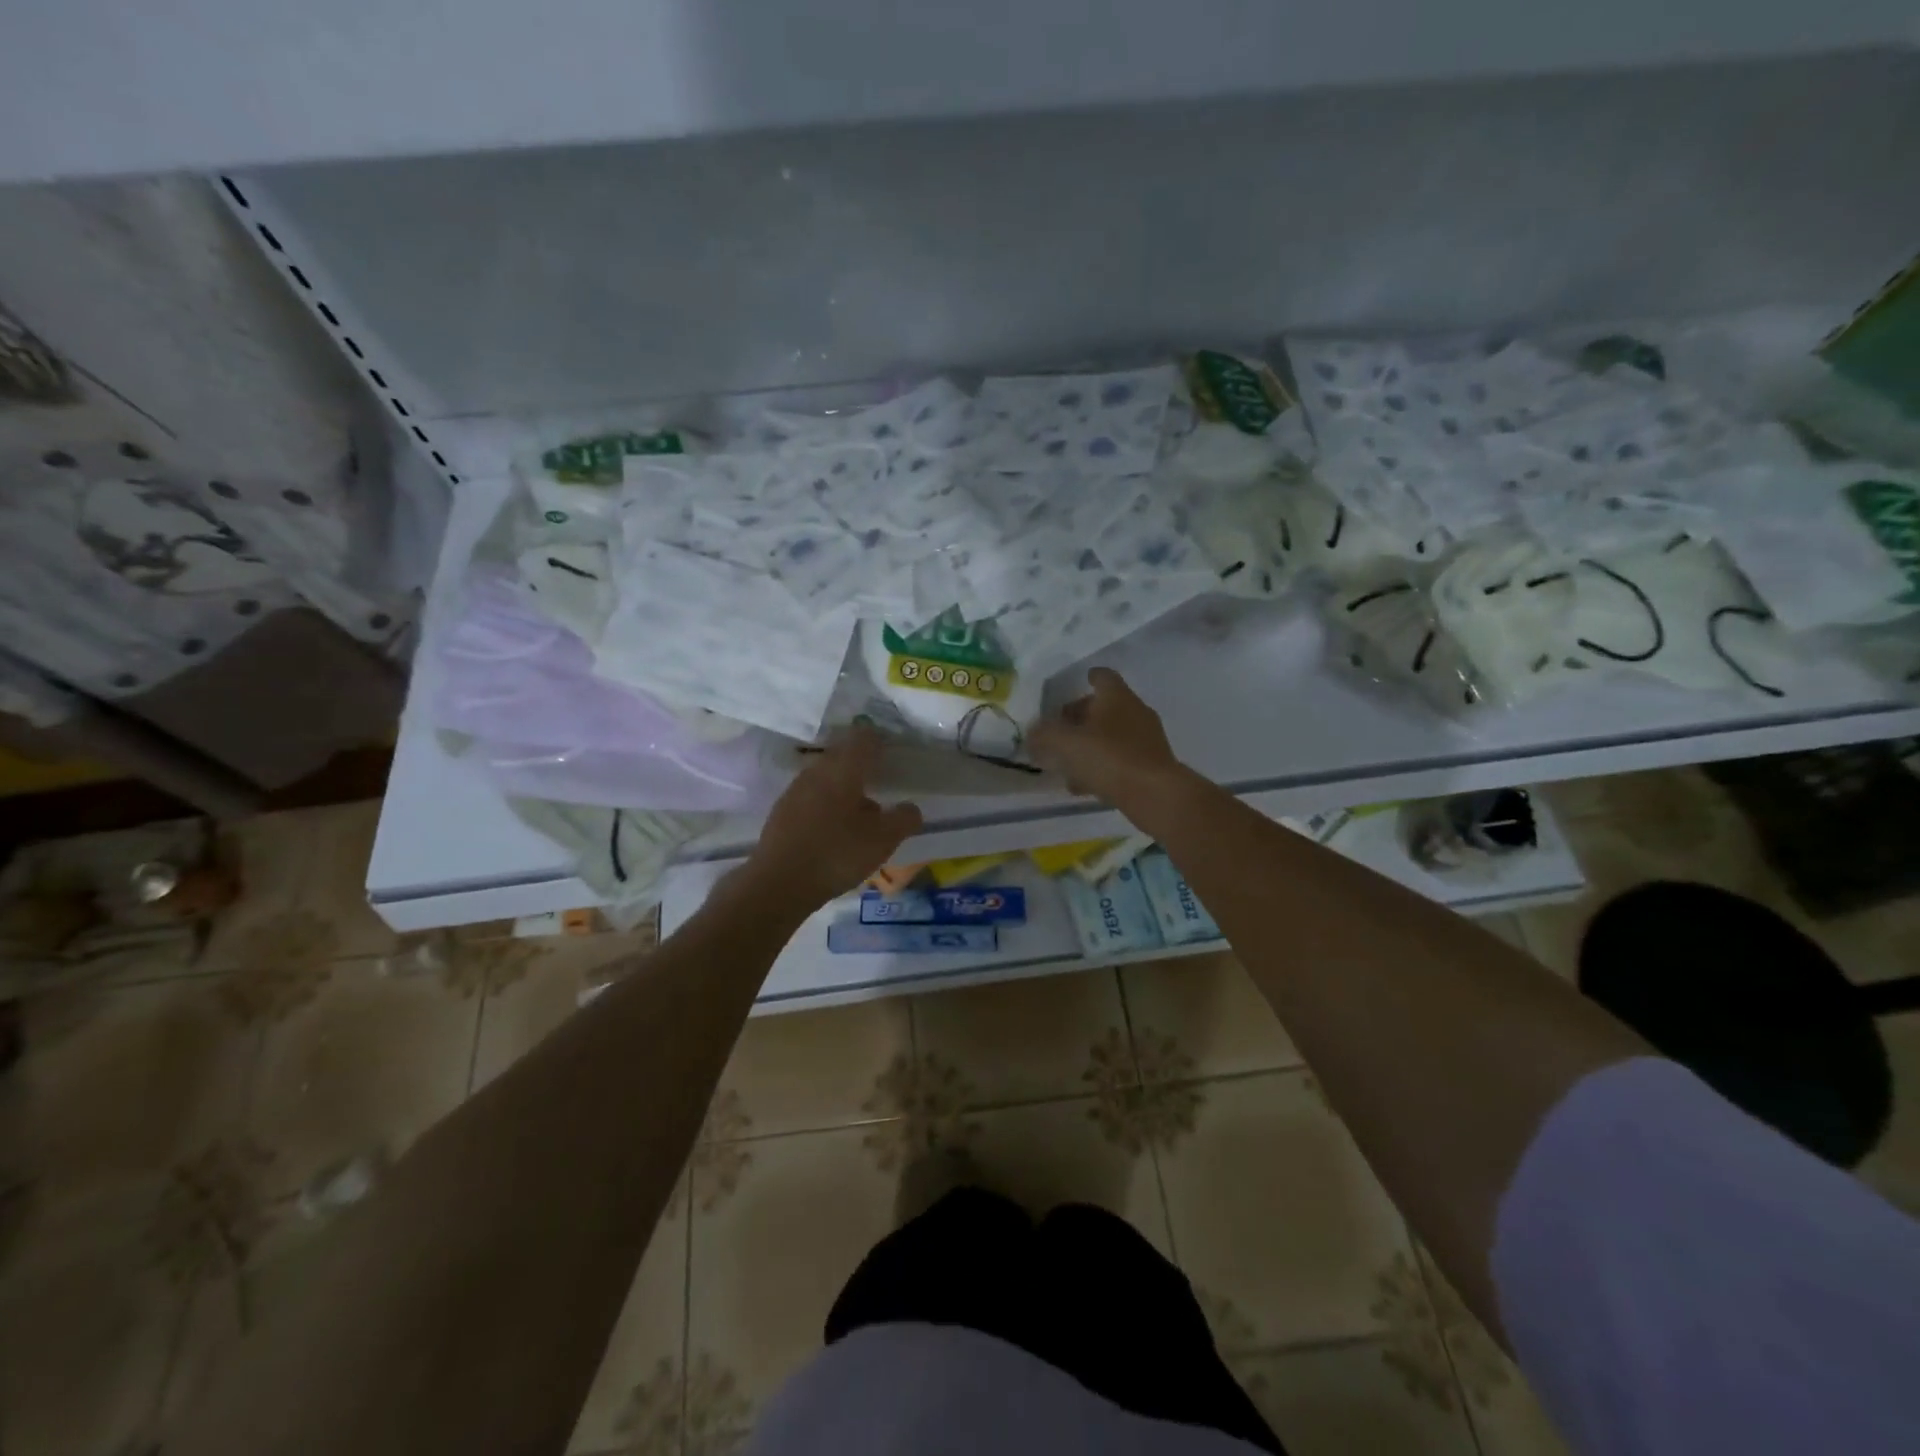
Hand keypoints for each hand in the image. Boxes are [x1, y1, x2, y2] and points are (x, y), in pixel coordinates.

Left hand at [741, 725, 923, 911]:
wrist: (778, 883)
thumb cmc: (836, 854)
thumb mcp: (883, 840)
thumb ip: (904, 819)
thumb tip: (911, 808)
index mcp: (843, 769)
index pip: (863, 738)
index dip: (880, 741)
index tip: (891, 753)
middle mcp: (817, 771)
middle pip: (842, 756)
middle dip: (862, 765)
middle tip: (880, 783)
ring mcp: (795, 790)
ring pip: (826, 777)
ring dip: (843, 787)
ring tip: (860, 812)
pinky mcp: (782, 811)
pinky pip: (811, 797)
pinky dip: (826, 805)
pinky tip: (834, 830)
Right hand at [1028, 667, 1184, 807]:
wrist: (1155, 795)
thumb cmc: (1109, 758)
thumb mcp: (1066, 744)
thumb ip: (1044, 736)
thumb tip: (1033, 734)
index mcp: (1116, 697)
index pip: (1102, 677)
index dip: (1088, 678)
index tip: (1077, 684)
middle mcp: (1135, 712)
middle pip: (1104, 708)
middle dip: (1081, 718)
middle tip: (1059, 731)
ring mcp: (1146, 739)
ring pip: (1111, 736)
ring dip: (1089, 745)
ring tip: (1066, 764)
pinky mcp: (1151, 765)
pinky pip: (1120, 759)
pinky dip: (1101, 767)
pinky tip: (1084, 786)